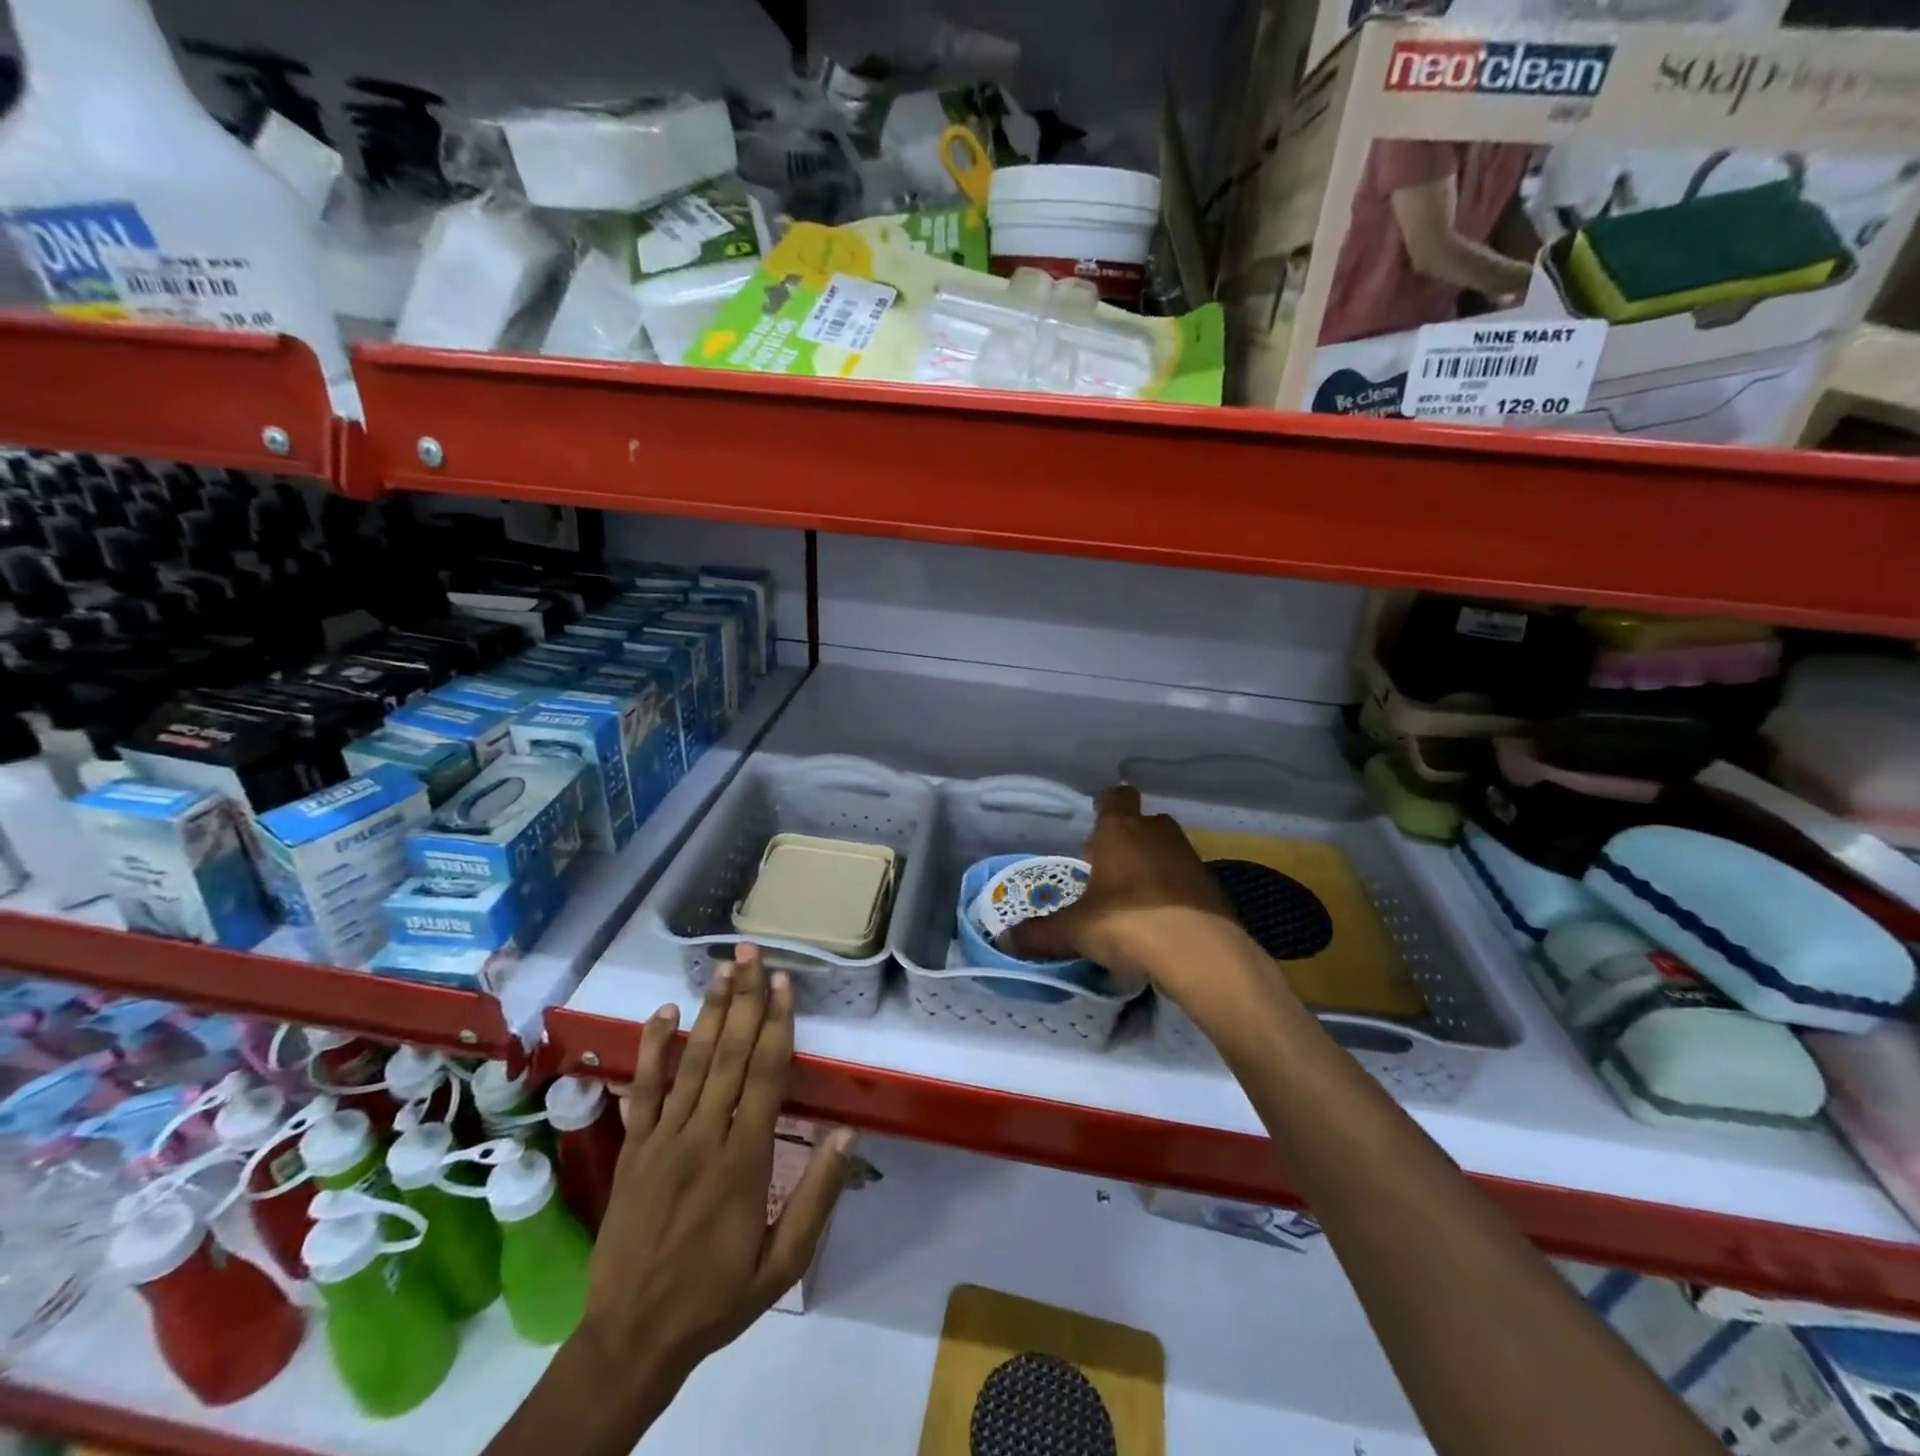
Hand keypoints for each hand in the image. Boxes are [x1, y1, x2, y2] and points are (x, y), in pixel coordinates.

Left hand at [576, 947, 853, 1408]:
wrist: (631, 1338)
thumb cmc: (717, 1299)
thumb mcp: (783, 1263)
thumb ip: (816, 1196)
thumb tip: (845, 1133)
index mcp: (744, 1160)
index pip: (763, 1076)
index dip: (776, 1024)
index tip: (782, 982)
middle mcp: (703, 1137)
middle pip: (728, 1054)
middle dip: (744, 999)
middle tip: (750, 952)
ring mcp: (662, 1140)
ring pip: (691, 1062)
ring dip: (709, 1011)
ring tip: (721, 968)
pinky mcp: (633, 1150)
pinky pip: (644, 1090)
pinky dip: (654, 1049)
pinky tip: (664, 1013)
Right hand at [1003, 785, 1238, 993]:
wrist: (1202, 955)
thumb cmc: (1129, 924)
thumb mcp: (1076, 931)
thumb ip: (1040, 933)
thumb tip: (1005, 939)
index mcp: (1120, 831)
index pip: (1115, 796)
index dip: (1104, 806)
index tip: (1093, 825)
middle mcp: (1157, 833)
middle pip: (1141, 823)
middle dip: (1125, 840)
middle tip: (1104, 869)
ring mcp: (1190, 857)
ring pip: (1165, 849)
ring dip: (1150, 865)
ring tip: (1130, 898)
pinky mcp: (1212, 885)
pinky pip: (1184, 878)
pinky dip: (1173, 891)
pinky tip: (1160, 920)